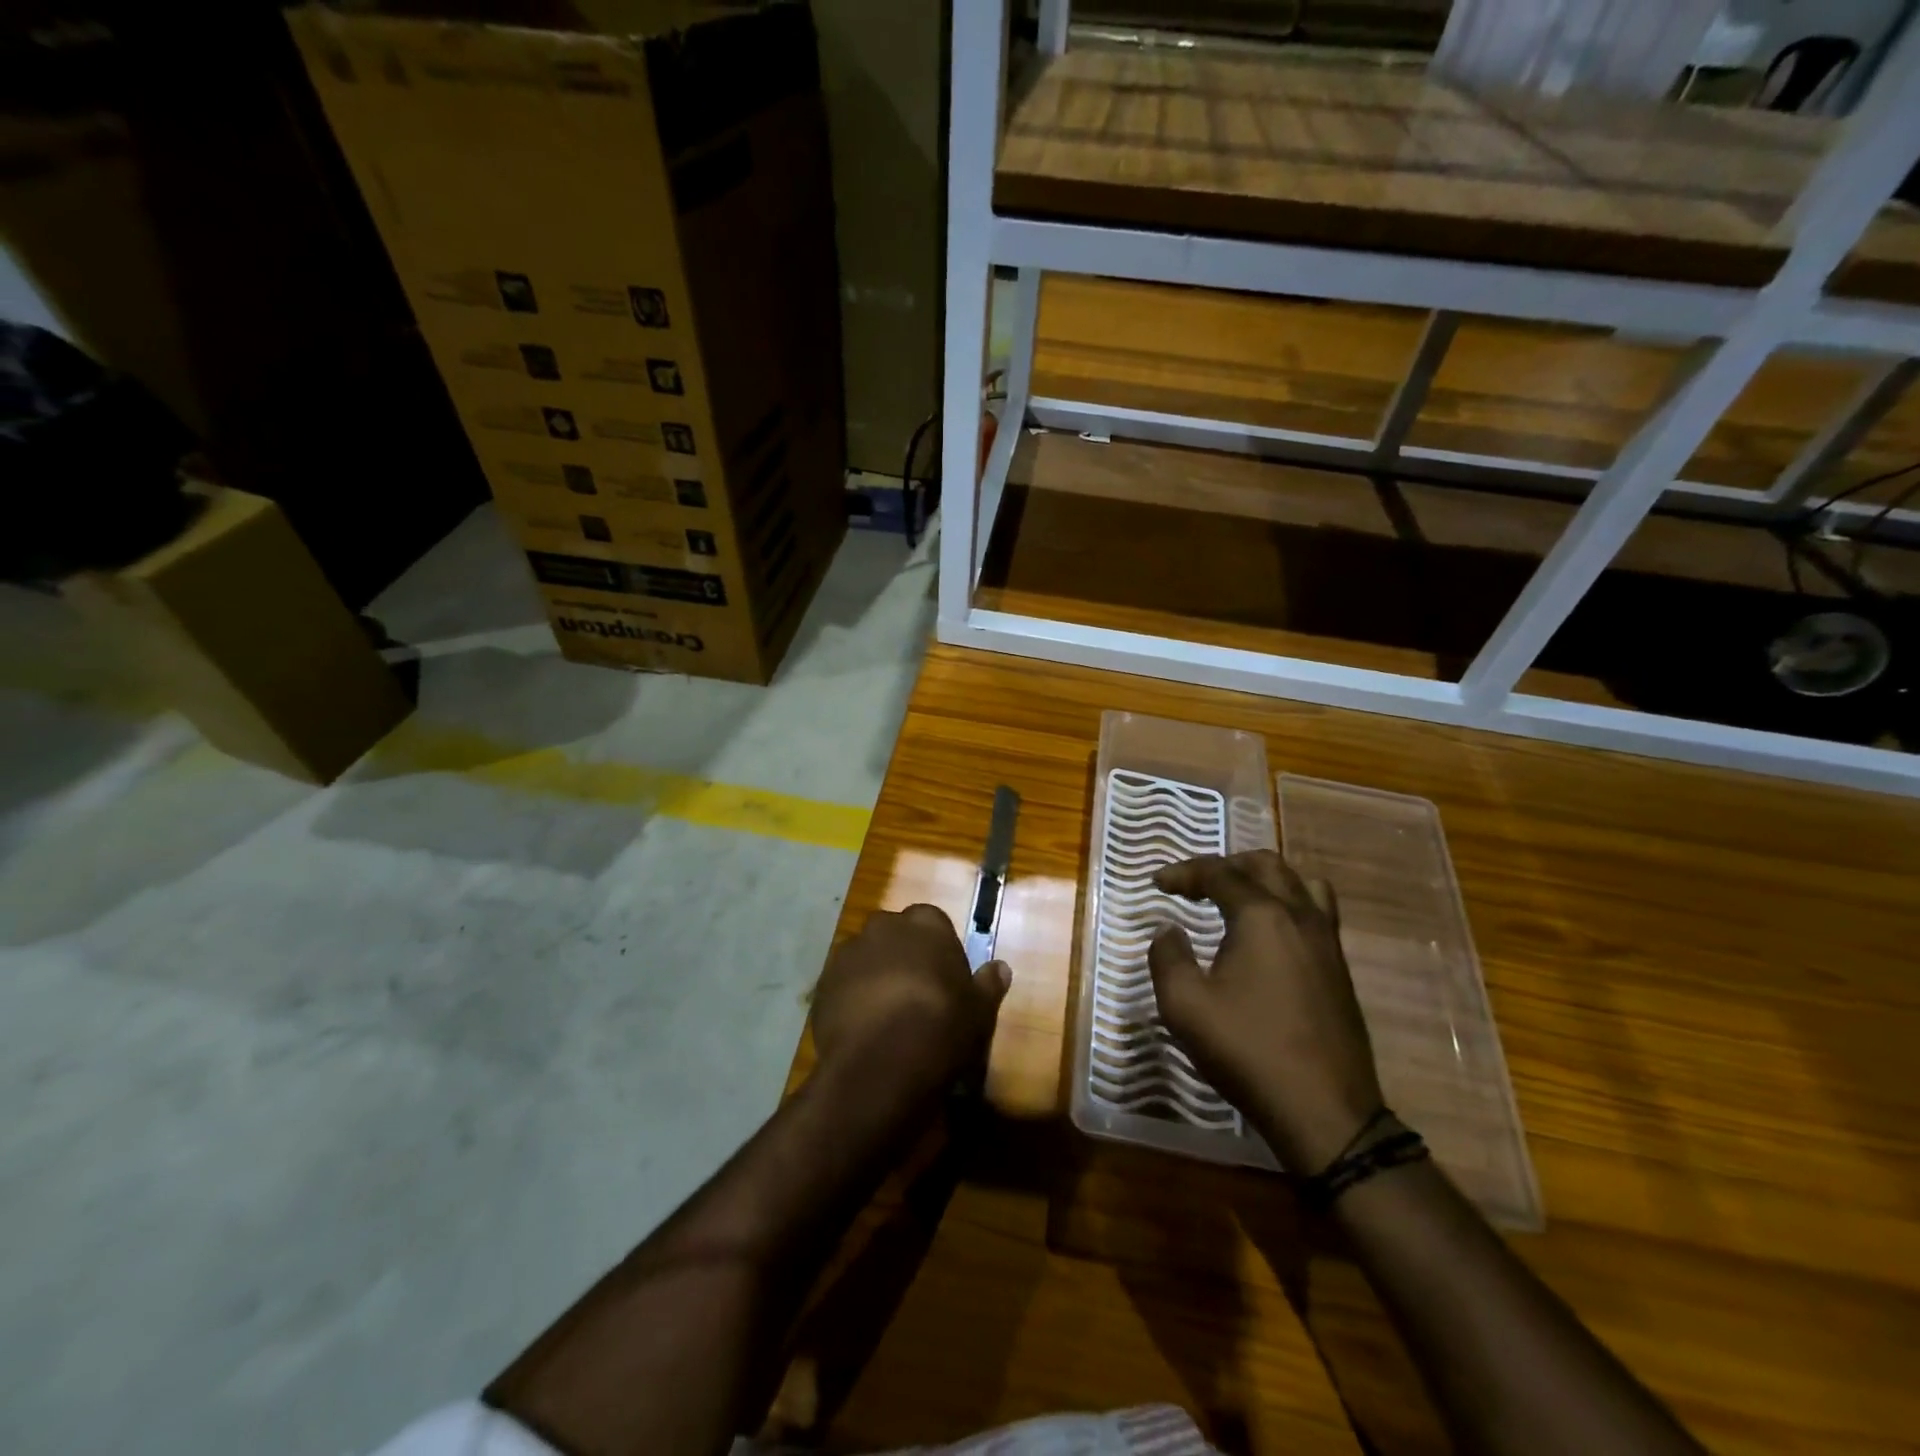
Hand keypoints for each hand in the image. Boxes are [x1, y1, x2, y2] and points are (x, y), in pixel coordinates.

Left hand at [811, 904, 1010, 1098]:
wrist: (882, 1063)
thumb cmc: (941, 1026)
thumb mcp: (979, 1010)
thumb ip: (988, 984)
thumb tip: (1001, 967)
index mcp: (925, 923)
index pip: (933, 923)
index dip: (938, 950)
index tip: (944, 979)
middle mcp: (883, 926)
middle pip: (895, 935)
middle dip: (902, 956)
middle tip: (915, 994)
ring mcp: (847, 953)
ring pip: (865, 958)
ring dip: (873, 976)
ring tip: (885, 1015)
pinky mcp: (821, 984)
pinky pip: (841, 986)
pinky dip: (849, 999)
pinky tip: (861, 1030)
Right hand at [1149, 851, 1382, 1174]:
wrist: (1325, 1112)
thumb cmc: (1248, 1051)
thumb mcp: (1184, 1005)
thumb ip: (1167, 957)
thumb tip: (1169, 932)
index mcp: (1262, 917)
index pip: (1219, 873)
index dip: (1183, 872)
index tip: (1157, 884)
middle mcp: (1300, 917)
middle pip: (1266, 865)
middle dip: (1226, 865)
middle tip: (1196, 884)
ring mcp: (1327, 943)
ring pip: (1302, 884)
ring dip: (1264, 880)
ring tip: (1238, 898)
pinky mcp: (1340, 970)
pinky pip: (1316, 913)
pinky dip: (1287, 905)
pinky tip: (1268, 938)